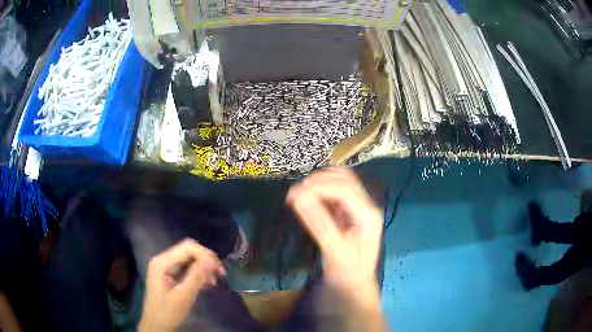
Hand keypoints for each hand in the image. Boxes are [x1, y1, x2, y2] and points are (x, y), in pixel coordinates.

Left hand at [139, 239, 225, 331]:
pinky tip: (207, 283)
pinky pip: (187, 268)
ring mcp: (166, 267)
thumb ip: (196, 277)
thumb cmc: (167, 312)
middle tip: (221, 274)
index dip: (205, 254)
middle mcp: (163, 260)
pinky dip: (198, 273)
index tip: (219, 269)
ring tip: (215, 280)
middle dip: (206, 260)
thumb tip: (212, 260)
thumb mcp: (183, 296)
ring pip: (189, 259)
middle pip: (188, 251)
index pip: (187, 247)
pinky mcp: (170, 274)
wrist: (156, 325)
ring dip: (204, 267)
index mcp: (162, 262)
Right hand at [286, 168, 382, 287]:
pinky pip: (336, 194)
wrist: (356, 285)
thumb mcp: (334, 250)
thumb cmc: (348, 272)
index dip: (318, 186)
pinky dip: (321, 192)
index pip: (344, 188)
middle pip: (345, 179)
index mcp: (369, 214)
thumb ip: (318, 222)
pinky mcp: (351, 213)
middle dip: (319, 181)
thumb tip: (298, 197)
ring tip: (299, 194)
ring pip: (341, 183)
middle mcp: (368, 206)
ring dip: (320, 183)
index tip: (294, 193)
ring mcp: (361, 208)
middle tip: (295, 192)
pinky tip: (308, 200)